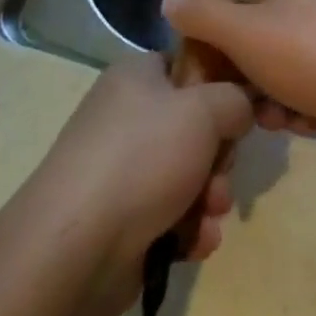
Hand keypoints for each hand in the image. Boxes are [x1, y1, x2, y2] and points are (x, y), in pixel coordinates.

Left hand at [28, 55, 251, 309]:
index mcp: (136, 77)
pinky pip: (172, 215)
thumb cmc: (143, 158)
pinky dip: (188, 228)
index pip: (188, 66)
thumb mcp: (204, 110)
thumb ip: (235, 98)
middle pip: (195, 126)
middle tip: (220, 173)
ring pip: (189, 175)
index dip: (219, 87)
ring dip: (209, 197)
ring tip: (208, 214)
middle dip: (219, 158)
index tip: (240, 112)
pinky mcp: (121, 219)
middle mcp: (126, 117)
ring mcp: (121, 170)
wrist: (76, 249)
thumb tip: (240, 107)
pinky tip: (193, 242)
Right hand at [162, 0, 315, 152]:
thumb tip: (167, 0)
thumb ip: (202, 17)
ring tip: (284, 119)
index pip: (239, 5)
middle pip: (261, 43)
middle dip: (253, 82)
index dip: (224, 42)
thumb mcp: (242, 33)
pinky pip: (313, 87)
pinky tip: (310, 122)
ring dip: (277, 101)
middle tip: (253, 107)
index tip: (218, 75)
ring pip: (284, 71)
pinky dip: (305, 107)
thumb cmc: (307, 55)